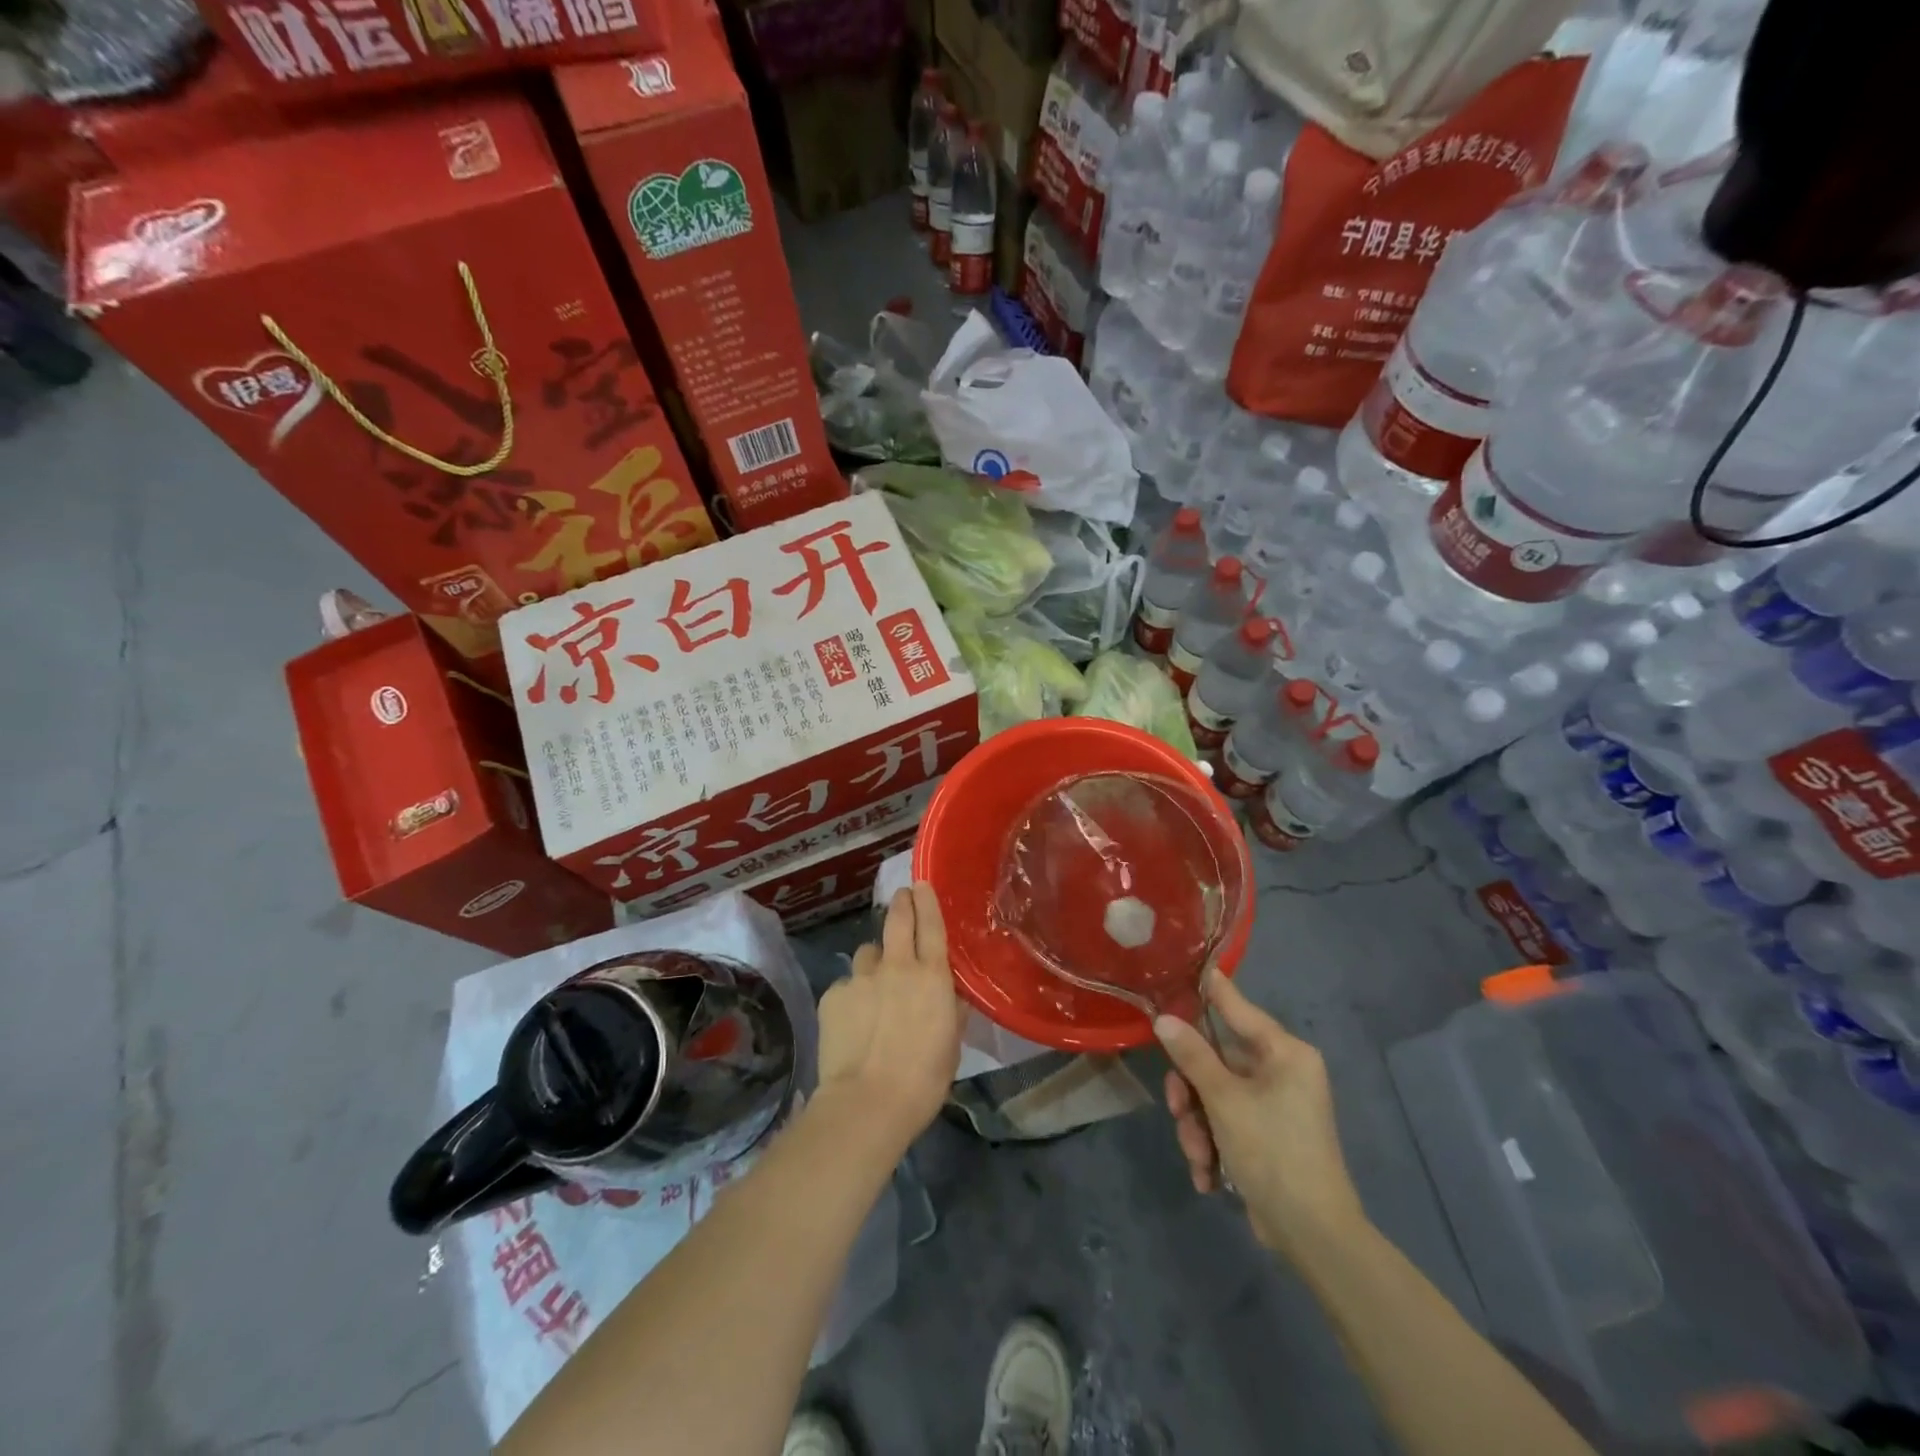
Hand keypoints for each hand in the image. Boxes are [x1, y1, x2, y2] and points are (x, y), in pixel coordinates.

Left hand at [813, 883, 963, 1155]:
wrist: (868, 1101)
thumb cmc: (924, 1079)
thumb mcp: (951, 1043)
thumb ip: (951, 1010)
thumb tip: (950, 995)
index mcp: (932, 976)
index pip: (931, 924)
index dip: (927, 901)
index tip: (921, 884)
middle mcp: (896, 966)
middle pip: (897, 920)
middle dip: (900, 903)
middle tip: (901, 897)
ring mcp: (861, 977)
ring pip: (867, 953)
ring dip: (874, 962)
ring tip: (875, 986)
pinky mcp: (833, 994)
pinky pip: (846, 984)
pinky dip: (852, 994)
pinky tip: (853, 1020)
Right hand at [1156, 969, 1365, 1258]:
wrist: (1313, 1236)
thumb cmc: (1273, 1151)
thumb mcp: (1224, 1100)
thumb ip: (1192, 1055)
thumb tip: (1163, 1018)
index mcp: (1284, 1053)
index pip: (1237, 1007)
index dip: (1208, 989)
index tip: (1182, 967)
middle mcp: (1282, 1072)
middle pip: (1216, 1060)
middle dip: (1191, 1093)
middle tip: (1177, 1110)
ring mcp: (1275, 1106)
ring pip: (1214, 1096)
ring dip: (1197, 1126)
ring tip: (1199, 1157)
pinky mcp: (1266, 1136)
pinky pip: (1226, 1123)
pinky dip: (1212, 1146)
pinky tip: (1208, 1176)